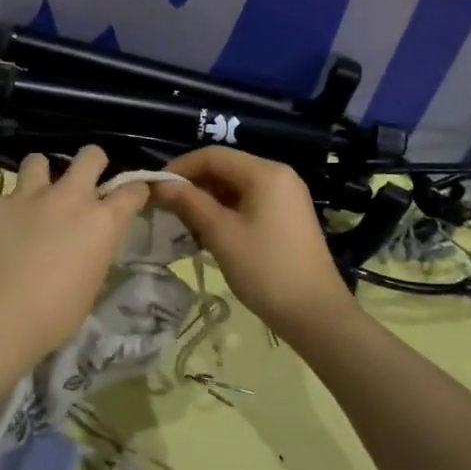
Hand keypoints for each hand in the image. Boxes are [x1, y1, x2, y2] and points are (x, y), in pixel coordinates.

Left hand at [0, 145, 148, 364]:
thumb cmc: (54, 315)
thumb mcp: (90, 286)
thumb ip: (92, 255)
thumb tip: (85, 249)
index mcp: (102, 222)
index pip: (132, 190)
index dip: (133, 191)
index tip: (130, 197)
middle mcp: (70, 197)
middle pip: (91, 156)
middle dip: (91, 163)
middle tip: (83, 183)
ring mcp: (28, 195)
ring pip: (38, 160)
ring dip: (39, 176)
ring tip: (33, 197)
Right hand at [151, 147, 351, 336]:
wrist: (315, 314)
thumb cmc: (265, 269)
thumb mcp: (221, 234)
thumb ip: (189, 203)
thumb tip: (160, 185)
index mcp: (265, 172)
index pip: (213, 155)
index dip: (180, 168)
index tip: (155, 188)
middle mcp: (278, 176)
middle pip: (226, 168)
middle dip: (193, 184)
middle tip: (165, 207)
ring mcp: (286, 197)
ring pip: (236, 186)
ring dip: (207, 200)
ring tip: (181, 222)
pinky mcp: (287, 217)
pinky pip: (249, 202)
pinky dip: (225, 211)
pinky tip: (207, 232)